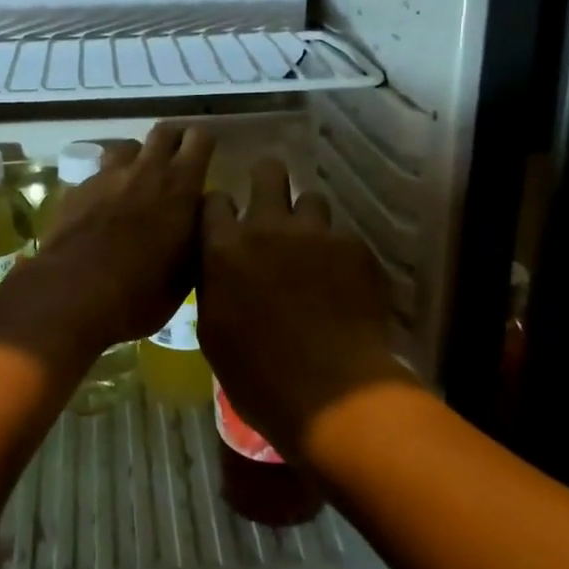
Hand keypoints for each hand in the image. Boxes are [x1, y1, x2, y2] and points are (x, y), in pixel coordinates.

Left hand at [33, 123, 213, 353]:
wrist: (72, 294)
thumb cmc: (141, 291)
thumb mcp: (187, 273)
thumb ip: (197, 233)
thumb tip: (199, 213)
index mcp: (179, 185)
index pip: (199, 138)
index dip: (204, 143)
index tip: (207, 155)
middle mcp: (144, 170)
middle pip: (163, 131)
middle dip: (173, 141)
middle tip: (177, 161)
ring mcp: (106, 176)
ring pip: (128, 147)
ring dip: (138, 158)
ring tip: (139, 182)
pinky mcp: (77, 189)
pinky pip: (99, 174)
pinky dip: (109, 184)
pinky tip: (106, 208)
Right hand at [199, 157, 414, 462]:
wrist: (332, 395)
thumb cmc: (258, 376)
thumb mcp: (213, 332)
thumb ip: (213, 285)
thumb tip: (218, 269)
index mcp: (224, 249)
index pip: (214, 200)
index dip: (220, 208)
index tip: (226, 222)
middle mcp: (267, 228)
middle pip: (268, 173)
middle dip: (268, 181)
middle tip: (272, 205)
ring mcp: (315, 235)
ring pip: (312, 200)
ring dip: (307, 219)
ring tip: (312, 248)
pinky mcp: (355, 249)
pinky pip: (343, 237)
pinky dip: (339, 254)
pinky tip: (344, 283)